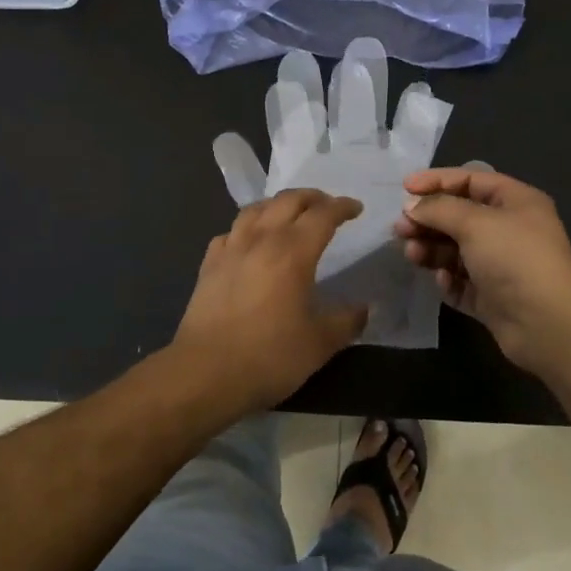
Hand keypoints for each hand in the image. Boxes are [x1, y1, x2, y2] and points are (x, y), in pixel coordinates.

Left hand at [174, 189, 368, 414]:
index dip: (343, 206)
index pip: (323, 214)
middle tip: (327, 206)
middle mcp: (262, 239)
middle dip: (312, 197)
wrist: (205, 373)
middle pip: (288, 200)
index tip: (356, 208)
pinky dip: (247, 228)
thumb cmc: (269, 356)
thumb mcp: (320, 344)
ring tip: (289, 215)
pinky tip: (249, 242)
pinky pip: (231, 232)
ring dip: (278, 205)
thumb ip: (347, 321)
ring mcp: (231, 249)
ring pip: (256, 209)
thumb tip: (365, 308)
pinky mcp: (209, 264)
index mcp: (294, 251)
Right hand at [393, 167, 570, 377]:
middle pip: (459, 216)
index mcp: (515, 202)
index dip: (437, 181)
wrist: (549, 325)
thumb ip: (438, 209)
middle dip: (429, 220)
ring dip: (432, 249)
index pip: (470, 180)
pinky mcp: (493, 297)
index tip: (404, 189)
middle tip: (400, 228)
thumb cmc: (514, 258)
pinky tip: (443, 281)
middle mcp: (509, 229)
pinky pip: (462, 281)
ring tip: (411, 254)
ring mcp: (501, 265)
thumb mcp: (474, 222)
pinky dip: (449, 279)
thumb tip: (411, 206)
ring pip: (456, 250)